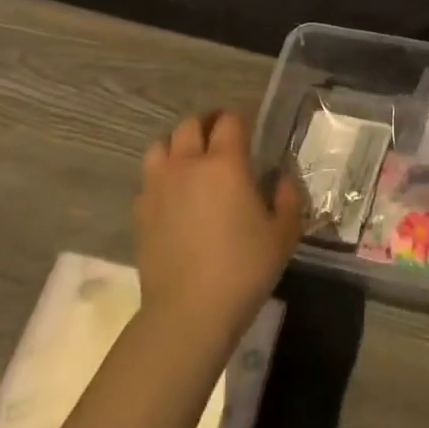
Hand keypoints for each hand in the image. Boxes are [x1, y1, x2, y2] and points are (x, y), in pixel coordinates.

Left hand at [136, 111, 300, 341]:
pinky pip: (149, 178)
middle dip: (207, 121)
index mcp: (225, 164)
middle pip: (190, 124)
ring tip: (192, 156)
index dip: (240, 116)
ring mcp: (158, 187)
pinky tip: (174, 193)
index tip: (249, 122)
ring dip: (178, 143)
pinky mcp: (141, 211)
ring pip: (161, 145)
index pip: (230, 121)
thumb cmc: (244, 269)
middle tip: (221, 133)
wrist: (188, 311)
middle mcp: (188, 165)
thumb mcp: (284, 234)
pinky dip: (162, 174)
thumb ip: (287, 198)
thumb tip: (281, 179)